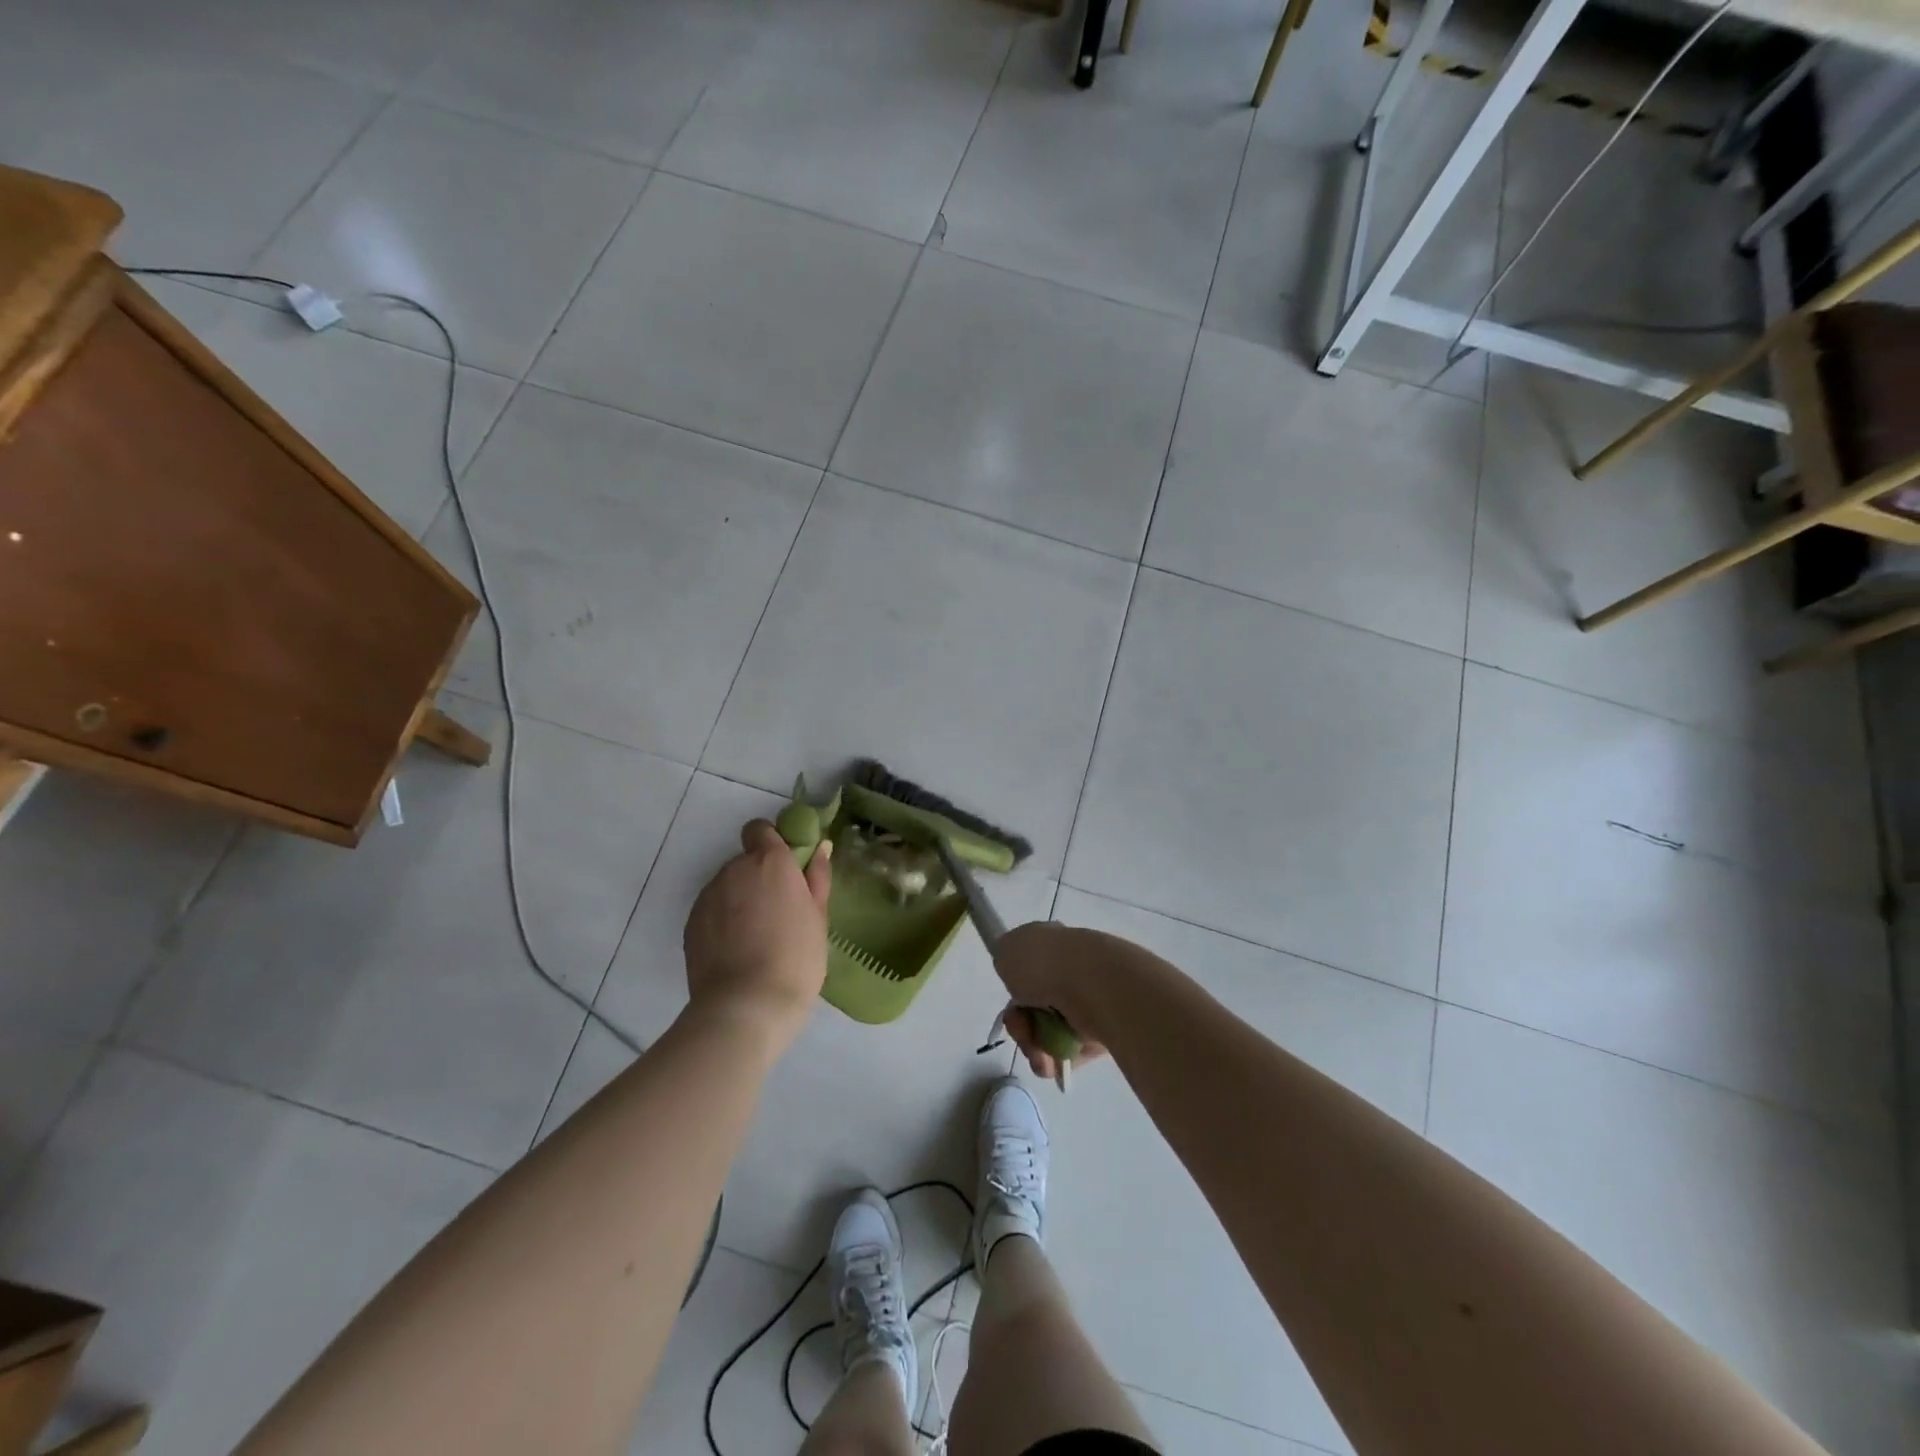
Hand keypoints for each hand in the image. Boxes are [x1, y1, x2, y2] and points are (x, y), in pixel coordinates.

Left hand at [683, 820, 832, 1050]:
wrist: (745, 1006)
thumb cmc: (795, 958)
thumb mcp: (818, 918)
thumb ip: (817, 878)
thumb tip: (820, 848)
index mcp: (770, 862)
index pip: (760, 829)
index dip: (771, 842)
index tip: (785, 867)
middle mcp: (734, 869)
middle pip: (745, 861)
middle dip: (759, 877)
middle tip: (778, 912)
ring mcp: (708, 896)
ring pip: (727, 886)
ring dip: (740, 899)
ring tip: (756, 937)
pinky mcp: (691, 922)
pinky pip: (711, 910)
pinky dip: (722, 921)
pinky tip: (737, 951)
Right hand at [990, 922, 1144, 1081]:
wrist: (1093, 984)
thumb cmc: (1044, 963)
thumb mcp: (1007, 949)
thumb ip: (1005, 957)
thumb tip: (1015, 968)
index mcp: (1052, 943)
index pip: (1029, 966)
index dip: (1013, 986)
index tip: (1009, 998)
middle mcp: (1071, 969)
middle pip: (1035, 1005)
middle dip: (1020, 1025)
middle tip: (1020, 1029)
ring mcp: (1089, 999)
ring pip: (1051, 1032)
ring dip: (1035, 1047)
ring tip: (1038, 1055)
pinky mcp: (1104, 1029)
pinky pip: (1072, 1051)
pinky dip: (1058, 1060)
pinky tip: (1053, 1062)